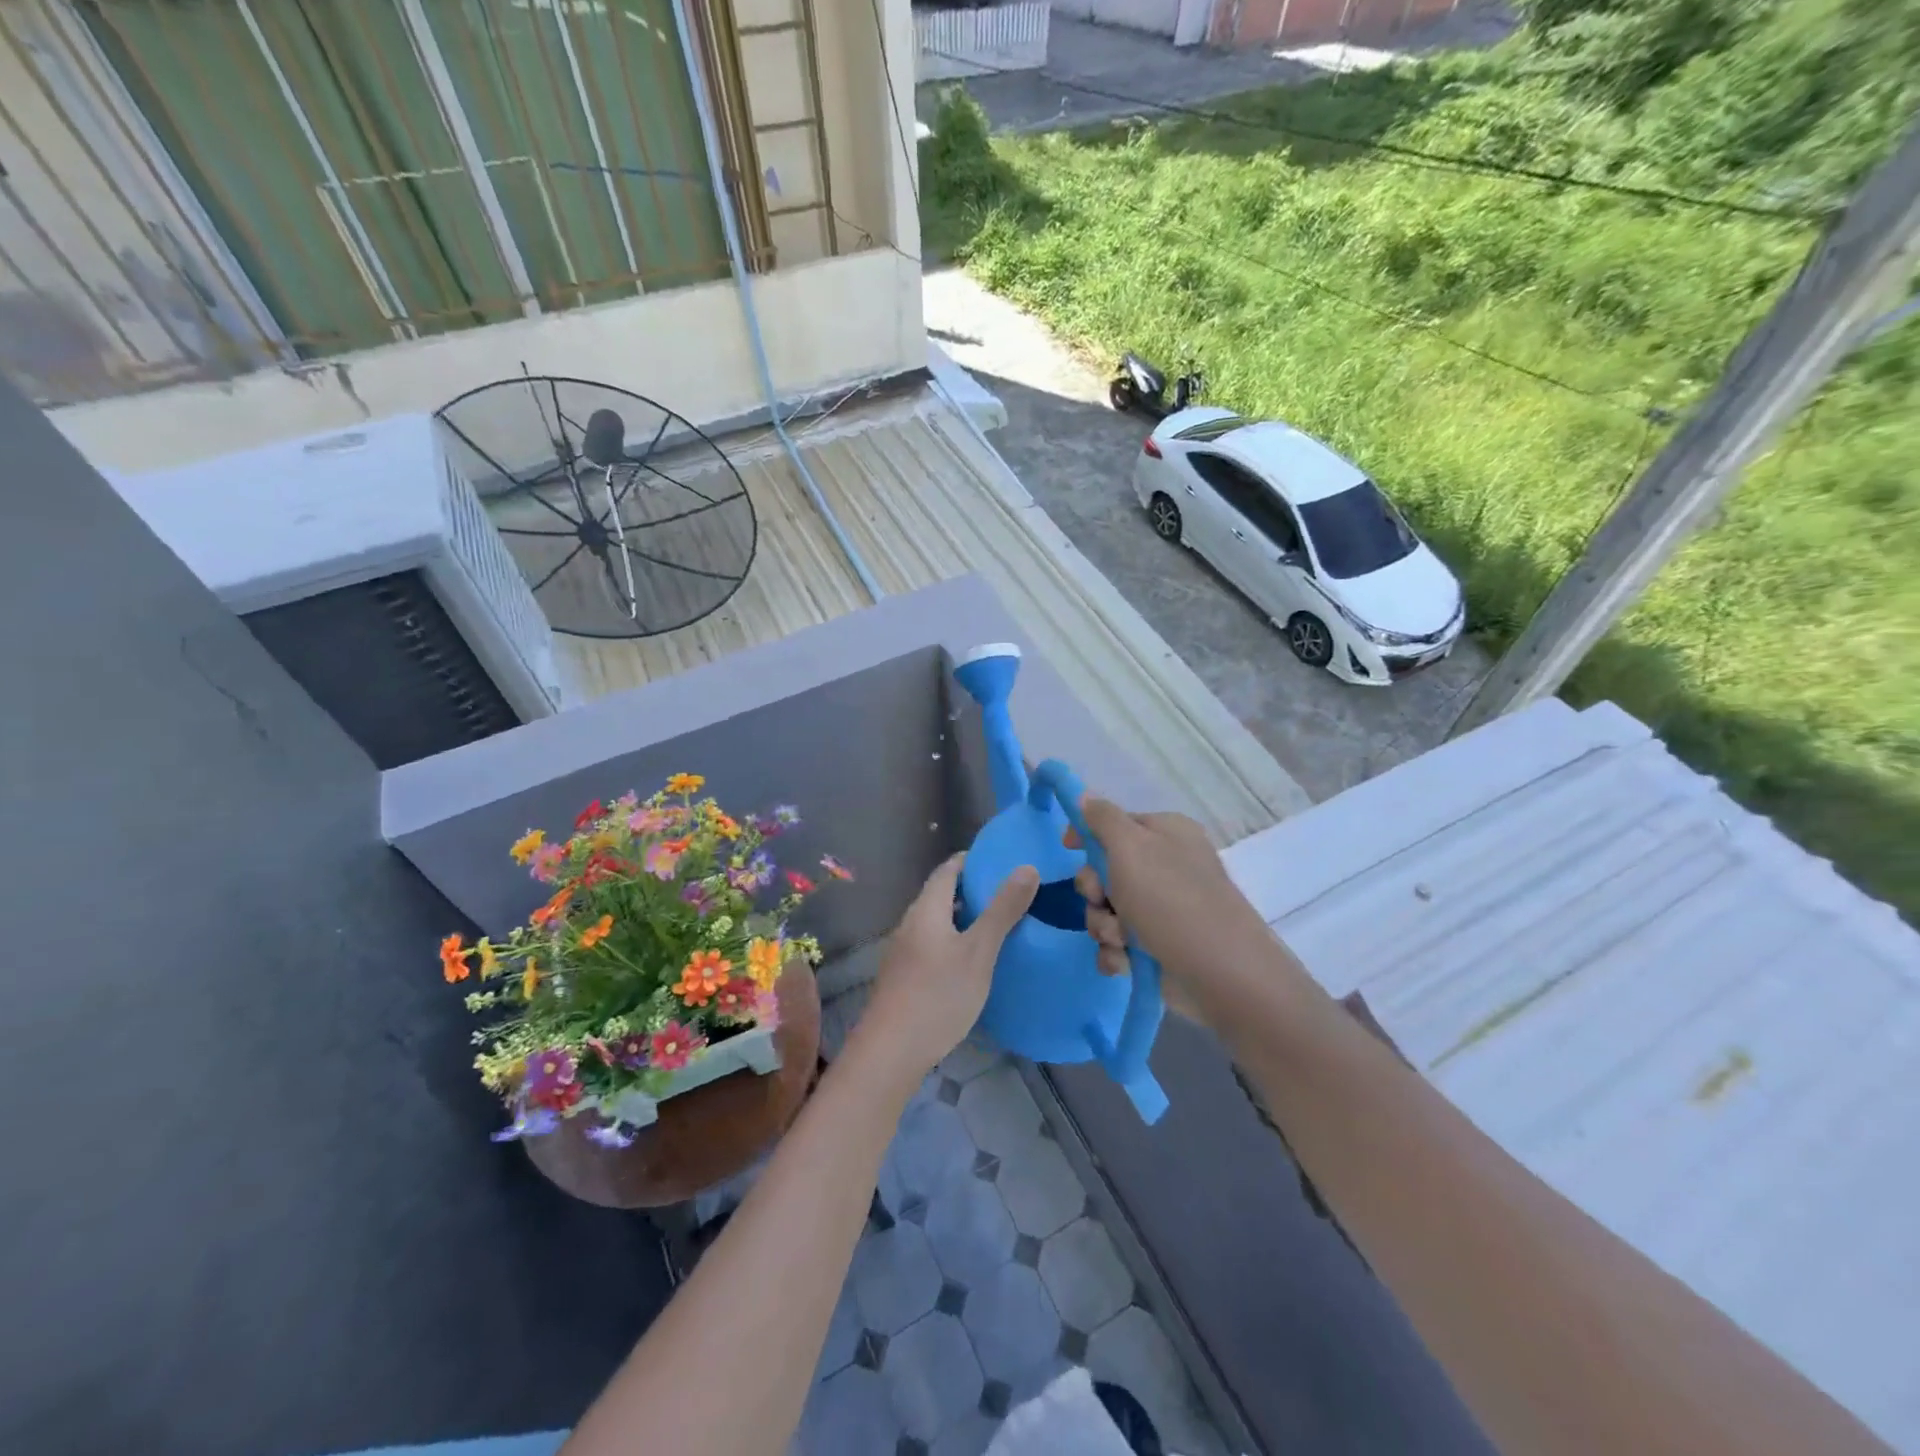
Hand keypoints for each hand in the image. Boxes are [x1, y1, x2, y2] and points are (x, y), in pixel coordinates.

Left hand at [853, 854, 1038, 1082]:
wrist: (892, 1051)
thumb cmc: (938, 995)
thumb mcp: (979, 951)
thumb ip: (1002, 910)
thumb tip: (1026, 867)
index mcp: (926, 909)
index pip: (948, 870)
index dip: (972, 861)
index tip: (1002, 861)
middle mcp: (910, 923)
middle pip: (941, 895)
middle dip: (972, 890)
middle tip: (1009, 894)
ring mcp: (903, 951)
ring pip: (937, 922)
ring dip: (964, 918)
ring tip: (998, 925)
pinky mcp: (904, 976)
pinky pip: (932, 944)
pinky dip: (954, 941)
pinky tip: (973, 961)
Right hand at [1066, 798, 1274, 1012]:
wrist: (1220, 975)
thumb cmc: (1171, 900)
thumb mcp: (1131, 847)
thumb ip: (1102, 818)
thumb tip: (1084, 795)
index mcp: (1165, 833)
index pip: (1114, 823)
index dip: (1087, 836)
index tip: (1068, 848)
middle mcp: (1165, 867)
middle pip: (1104, 869)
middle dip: (1095, 891)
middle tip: (1103, 901)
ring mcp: (1162, 909)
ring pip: (1106, 909)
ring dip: (1103, 926)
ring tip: (1121, 940)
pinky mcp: (1157, 946)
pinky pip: (1117, 942)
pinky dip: (1115, 952)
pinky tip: (1124, 962)